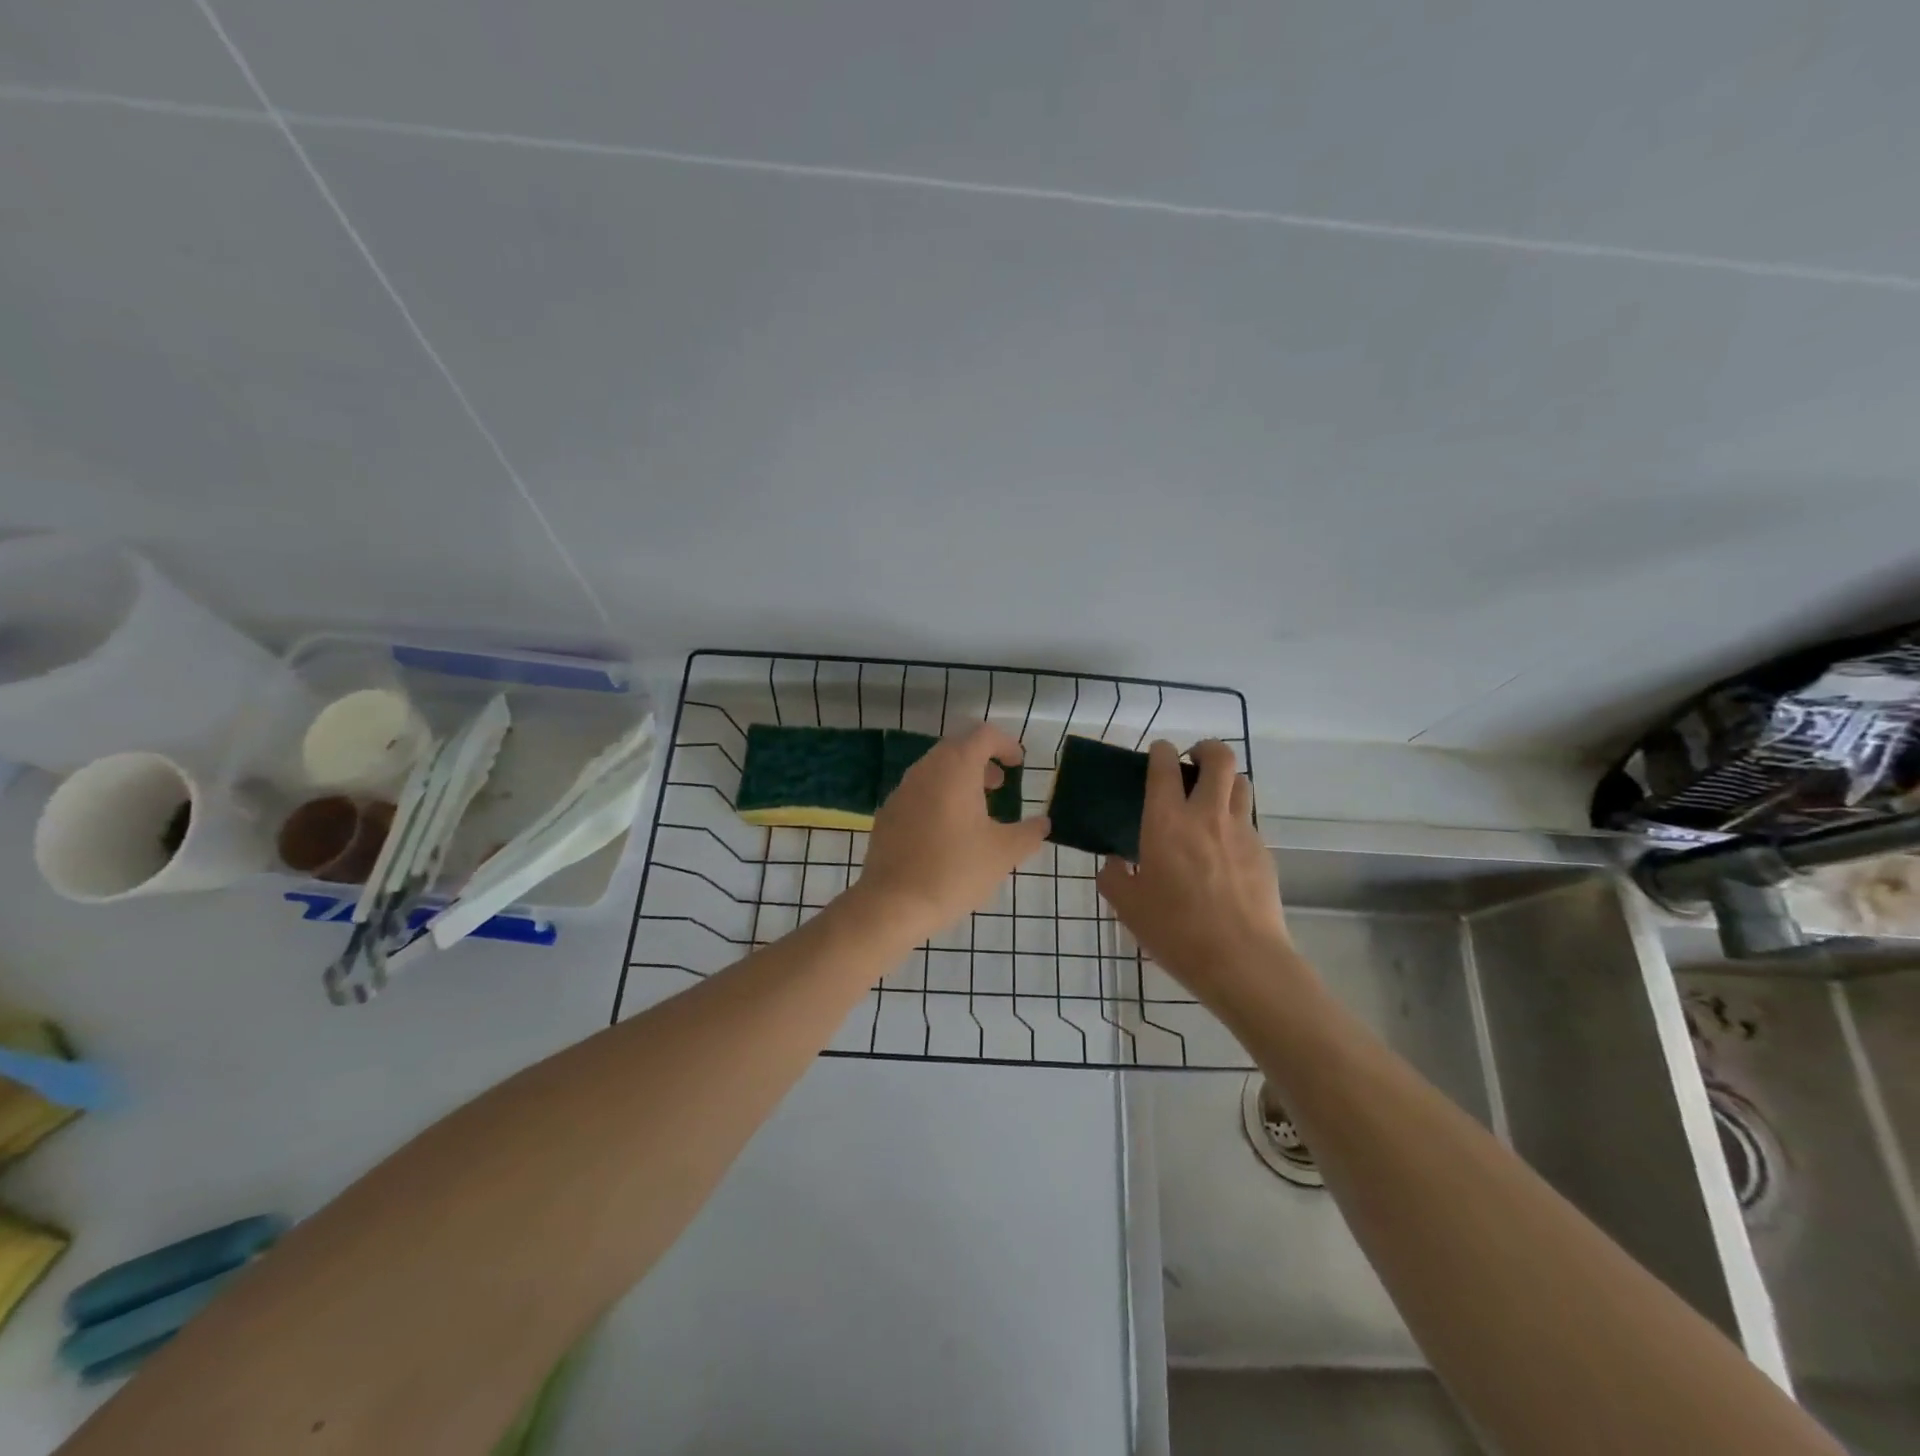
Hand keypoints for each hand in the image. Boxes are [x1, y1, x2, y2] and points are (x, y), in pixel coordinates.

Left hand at [853, 723, 1050, 941]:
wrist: (893, 903)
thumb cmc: (955, 870)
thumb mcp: (1004, 853)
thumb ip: (1029, 833)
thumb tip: (1043, 824)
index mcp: (956, 768)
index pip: (983, 735)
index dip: (1005, 744)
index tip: (1018, 764)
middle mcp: (925, 770)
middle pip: (957, 748)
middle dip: (982, 760)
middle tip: (1000, 784)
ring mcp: (902, 791)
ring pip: (935, 769)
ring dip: (959, 779)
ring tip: (978, 809)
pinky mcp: (888, 814)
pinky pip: (919, 792)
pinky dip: (939, 797)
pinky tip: (947, 831)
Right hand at [1097, 740, 1293, 1003]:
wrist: (1242, 960)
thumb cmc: (1176, 930)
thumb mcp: (1128, 906)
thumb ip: (1114, 877)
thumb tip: (1115, 863)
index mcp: (1167, 822)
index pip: (1165, 766)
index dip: (1160, 751)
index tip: (1157, 754)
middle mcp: (1207, 815)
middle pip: (1220, 757)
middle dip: (1206, 749)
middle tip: (1191, 764)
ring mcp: (1241, 832)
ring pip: (1241, 783)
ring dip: (1225, 781)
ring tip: (1210, 801)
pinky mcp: (1264, 853)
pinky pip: (1249, 821)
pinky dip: (1235, 821)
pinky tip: (1223, 850)